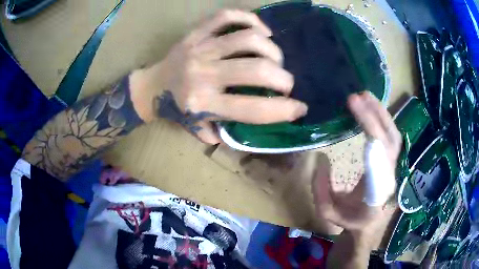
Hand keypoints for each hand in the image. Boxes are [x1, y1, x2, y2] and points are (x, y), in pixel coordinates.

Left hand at [130, 10, 307, 143]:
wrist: (150, 87)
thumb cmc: (176, 110)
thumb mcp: (198, 129)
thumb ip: (227, 133)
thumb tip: (259, 126)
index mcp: (204, 104)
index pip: (254, 109)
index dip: (284, 110)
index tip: (301, 109)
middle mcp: (203, 75)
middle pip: (257, 70)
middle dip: (283, 78)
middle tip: (286, 82)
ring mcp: (200, 49)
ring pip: (247, 39)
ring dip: (271, 49)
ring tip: (275, 57)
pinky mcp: (196, 33)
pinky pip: (226, 16)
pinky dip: (250, 19)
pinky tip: (261, 30)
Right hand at [312, 92, 401, 246]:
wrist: (369, 225)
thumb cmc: (350, 220)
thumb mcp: (328, 211)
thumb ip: (321, 189)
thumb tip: (321, 158)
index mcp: (376, 188)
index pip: (378, 152)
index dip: (369, 126)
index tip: (353, 105)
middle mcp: (389, 174)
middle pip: (390, 138)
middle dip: (375, 114)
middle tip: (357, 95)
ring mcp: (393, 166)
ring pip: (394, 135)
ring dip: (382, 113)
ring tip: (366, 96)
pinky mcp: (391, 161)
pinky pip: (391, 137)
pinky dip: (384, 120)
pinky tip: (373, 109)